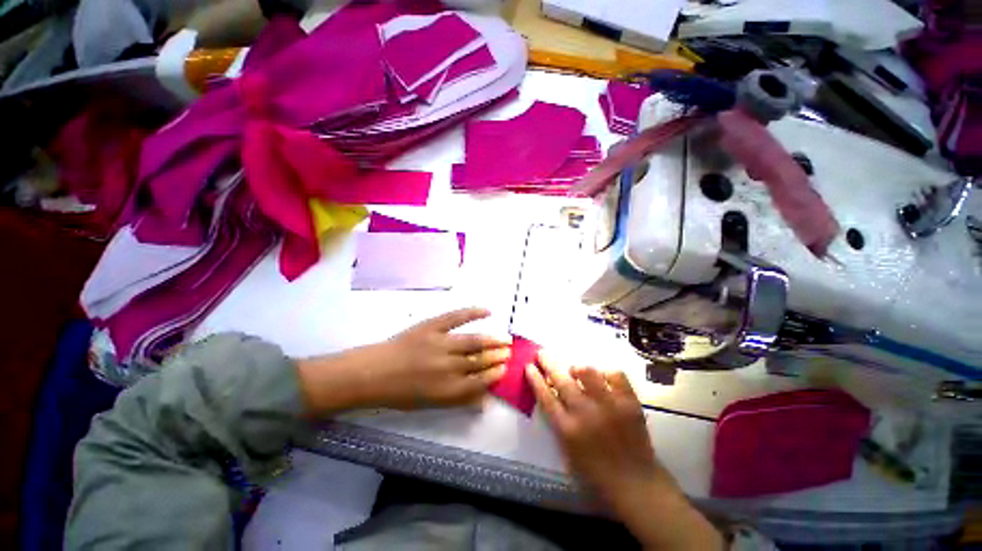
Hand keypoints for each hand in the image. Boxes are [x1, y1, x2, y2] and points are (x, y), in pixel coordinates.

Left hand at [298, 308, 510, 412]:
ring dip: (492, 340)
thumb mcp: (431, 403)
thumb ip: (460, 401)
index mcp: (447, 389)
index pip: (480, 381)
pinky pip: (456, 317)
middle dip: (497, 356)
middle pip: (480, 360)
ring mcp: (440, 343)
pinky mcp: (432, 326)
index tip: (505, 368)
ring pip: (473, 341)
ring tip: (505, 339)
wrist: (371, 372)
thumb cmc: (400, 392)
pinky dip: (473, 312)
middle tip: (509, 352)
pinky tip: (487, 311)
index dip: (495, 374)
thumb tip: (485, 401)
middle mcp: (448, 367)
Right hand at [528, 356, 724, 549]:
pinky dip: (606, 373)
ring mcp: (609, 406)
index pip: (545, 396)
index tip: (529, 366)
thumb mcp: (568, 448)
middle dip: (548, 363)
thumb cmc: (595, 470)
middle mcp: (586, 414)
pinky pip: (615, 375)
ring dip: (578, 368)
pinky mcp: (629, 403)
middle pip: (561, 380)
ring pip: (588, 372)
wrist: (634, 482)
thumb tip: (551, 391)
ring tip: (576, 370)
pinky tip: (603, 379)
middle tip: (542, 354)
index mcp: (568, 429)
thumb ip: (558, 419)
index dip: (535, 378)